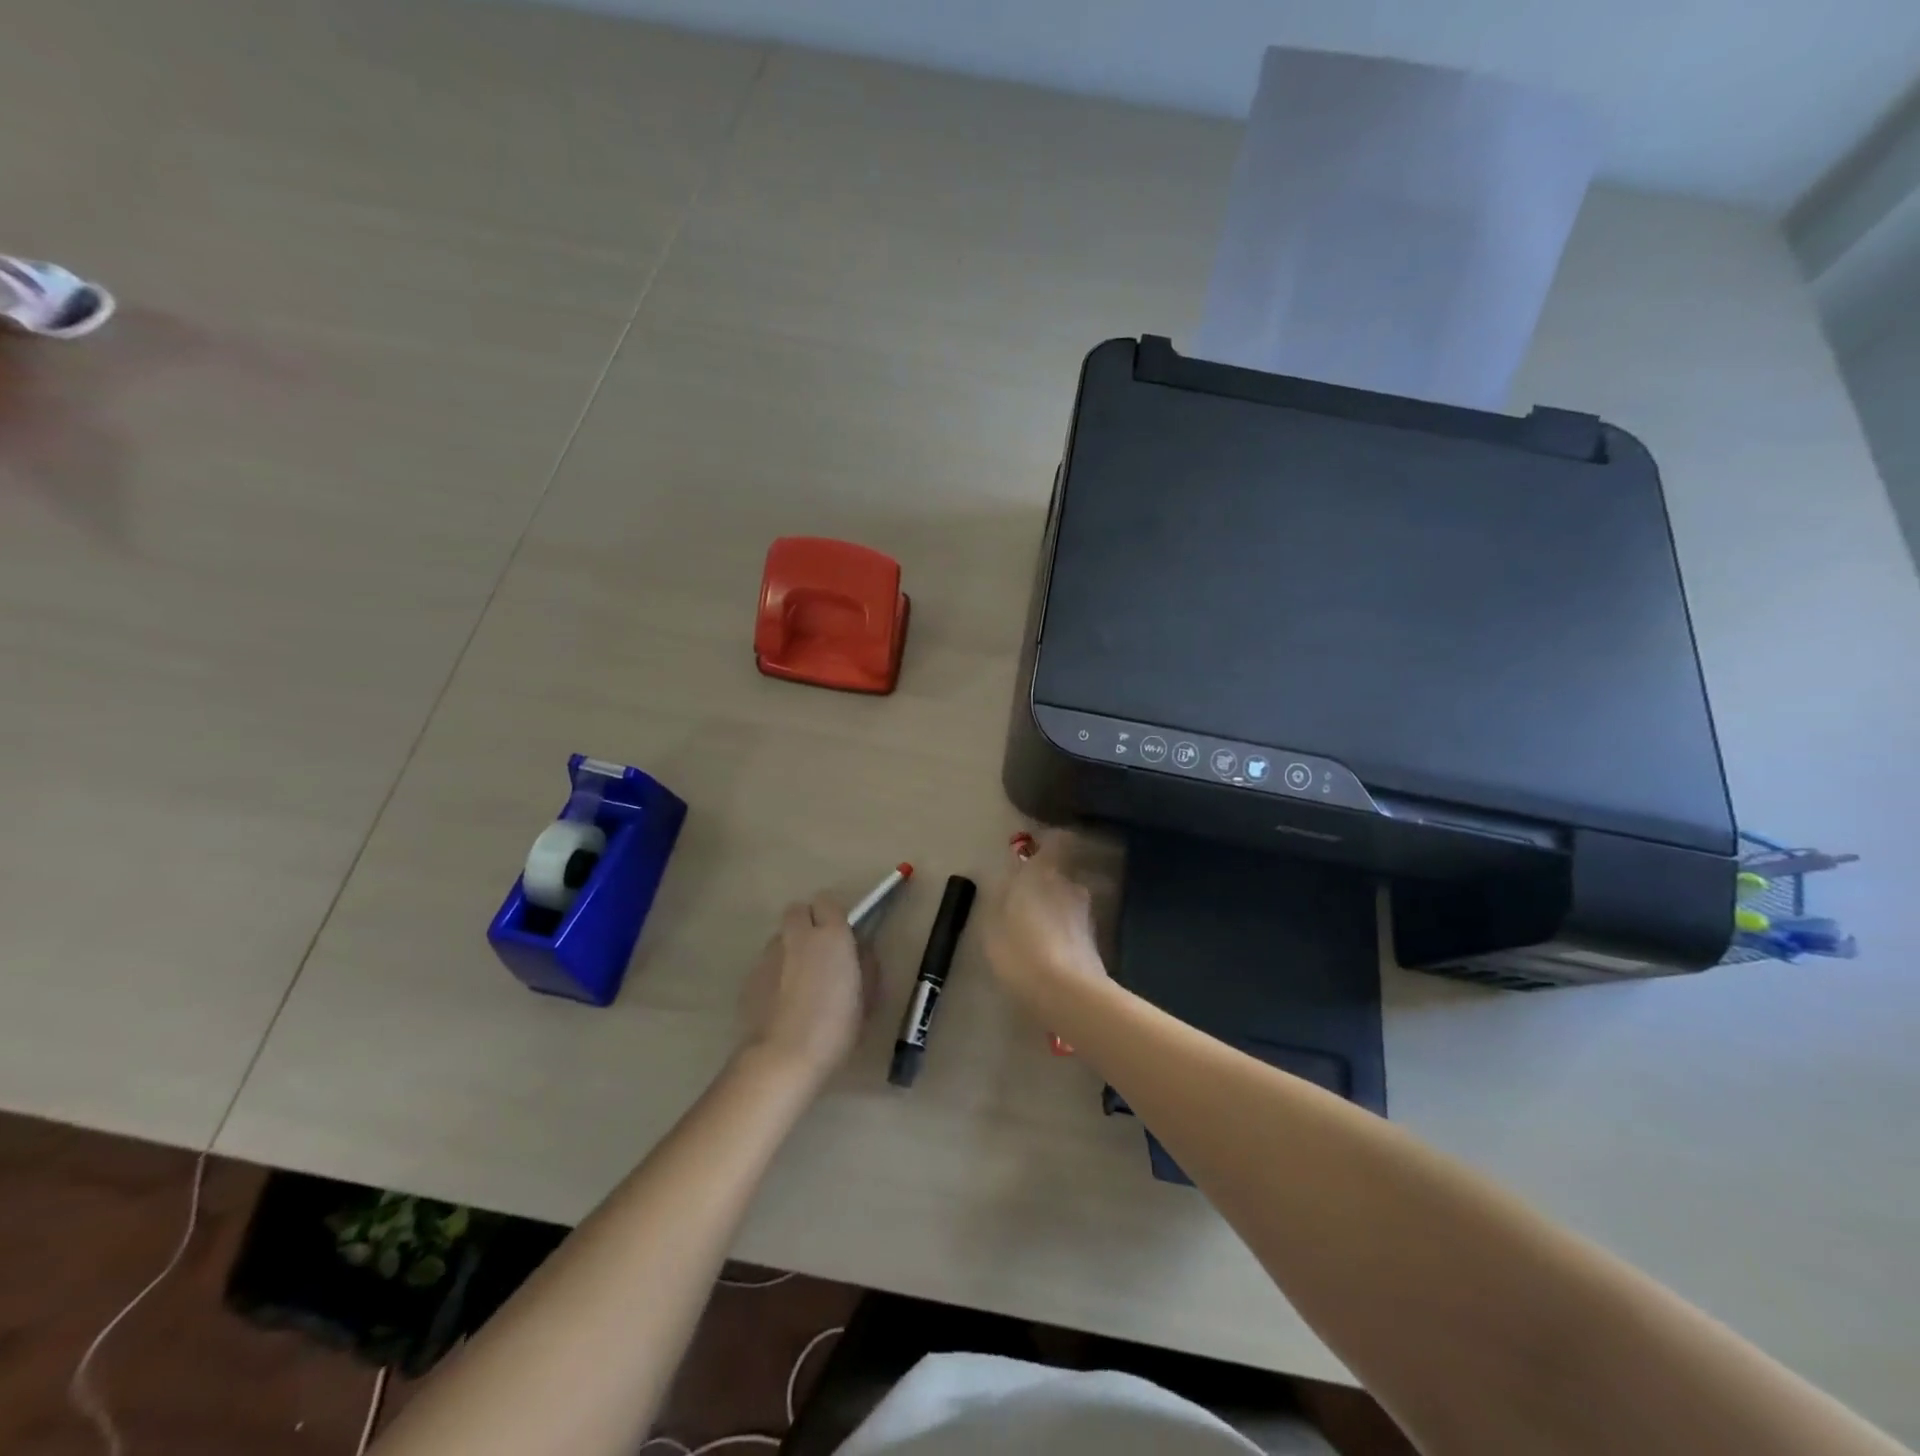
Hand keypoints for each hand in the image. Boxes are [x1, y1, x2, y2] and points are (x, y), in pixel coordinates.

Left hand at [737, 896, 876, 1083]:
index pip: (827, 901)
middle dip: (807, 923)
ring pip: (781, 937)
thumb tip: (859, 950)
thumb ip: (865, 965)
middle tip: (819, 952)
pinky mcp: (749, 976)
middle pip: (797, 910)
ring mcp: (769, 954)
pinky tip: (782, 1003)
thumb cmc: (835, 1027)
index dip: (833, 916)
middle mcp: (797, 936)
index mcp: (831, 935)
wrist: (783, 1058)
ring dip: (791, 949)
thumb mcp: (866, 998)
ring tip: (799, 982)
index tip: (841, 937)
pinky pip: (766, 963)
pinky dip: (775, 974)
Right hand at [983, 831, 1109, 1024]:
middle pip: (1062, 875)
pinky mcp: (1097, 941)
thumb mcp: (993, 925)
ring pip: (1069, 902)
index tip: (1035, 852)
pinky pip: (1075, 928)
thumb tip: (1012, 883)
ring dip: (1057, 912)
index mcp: (1044, 873)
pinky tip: (1049, 956)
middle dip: (1047, 885)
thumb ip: (1003, 898)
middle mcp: (1070, 885)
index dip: (1050, 844)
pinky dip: (1065, 934)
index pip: (1059, 840)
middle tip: (1026, 905)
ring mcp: (1087, 913)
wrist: (1066, 992)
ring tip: (1036, 936)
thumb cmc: (1019, 950)